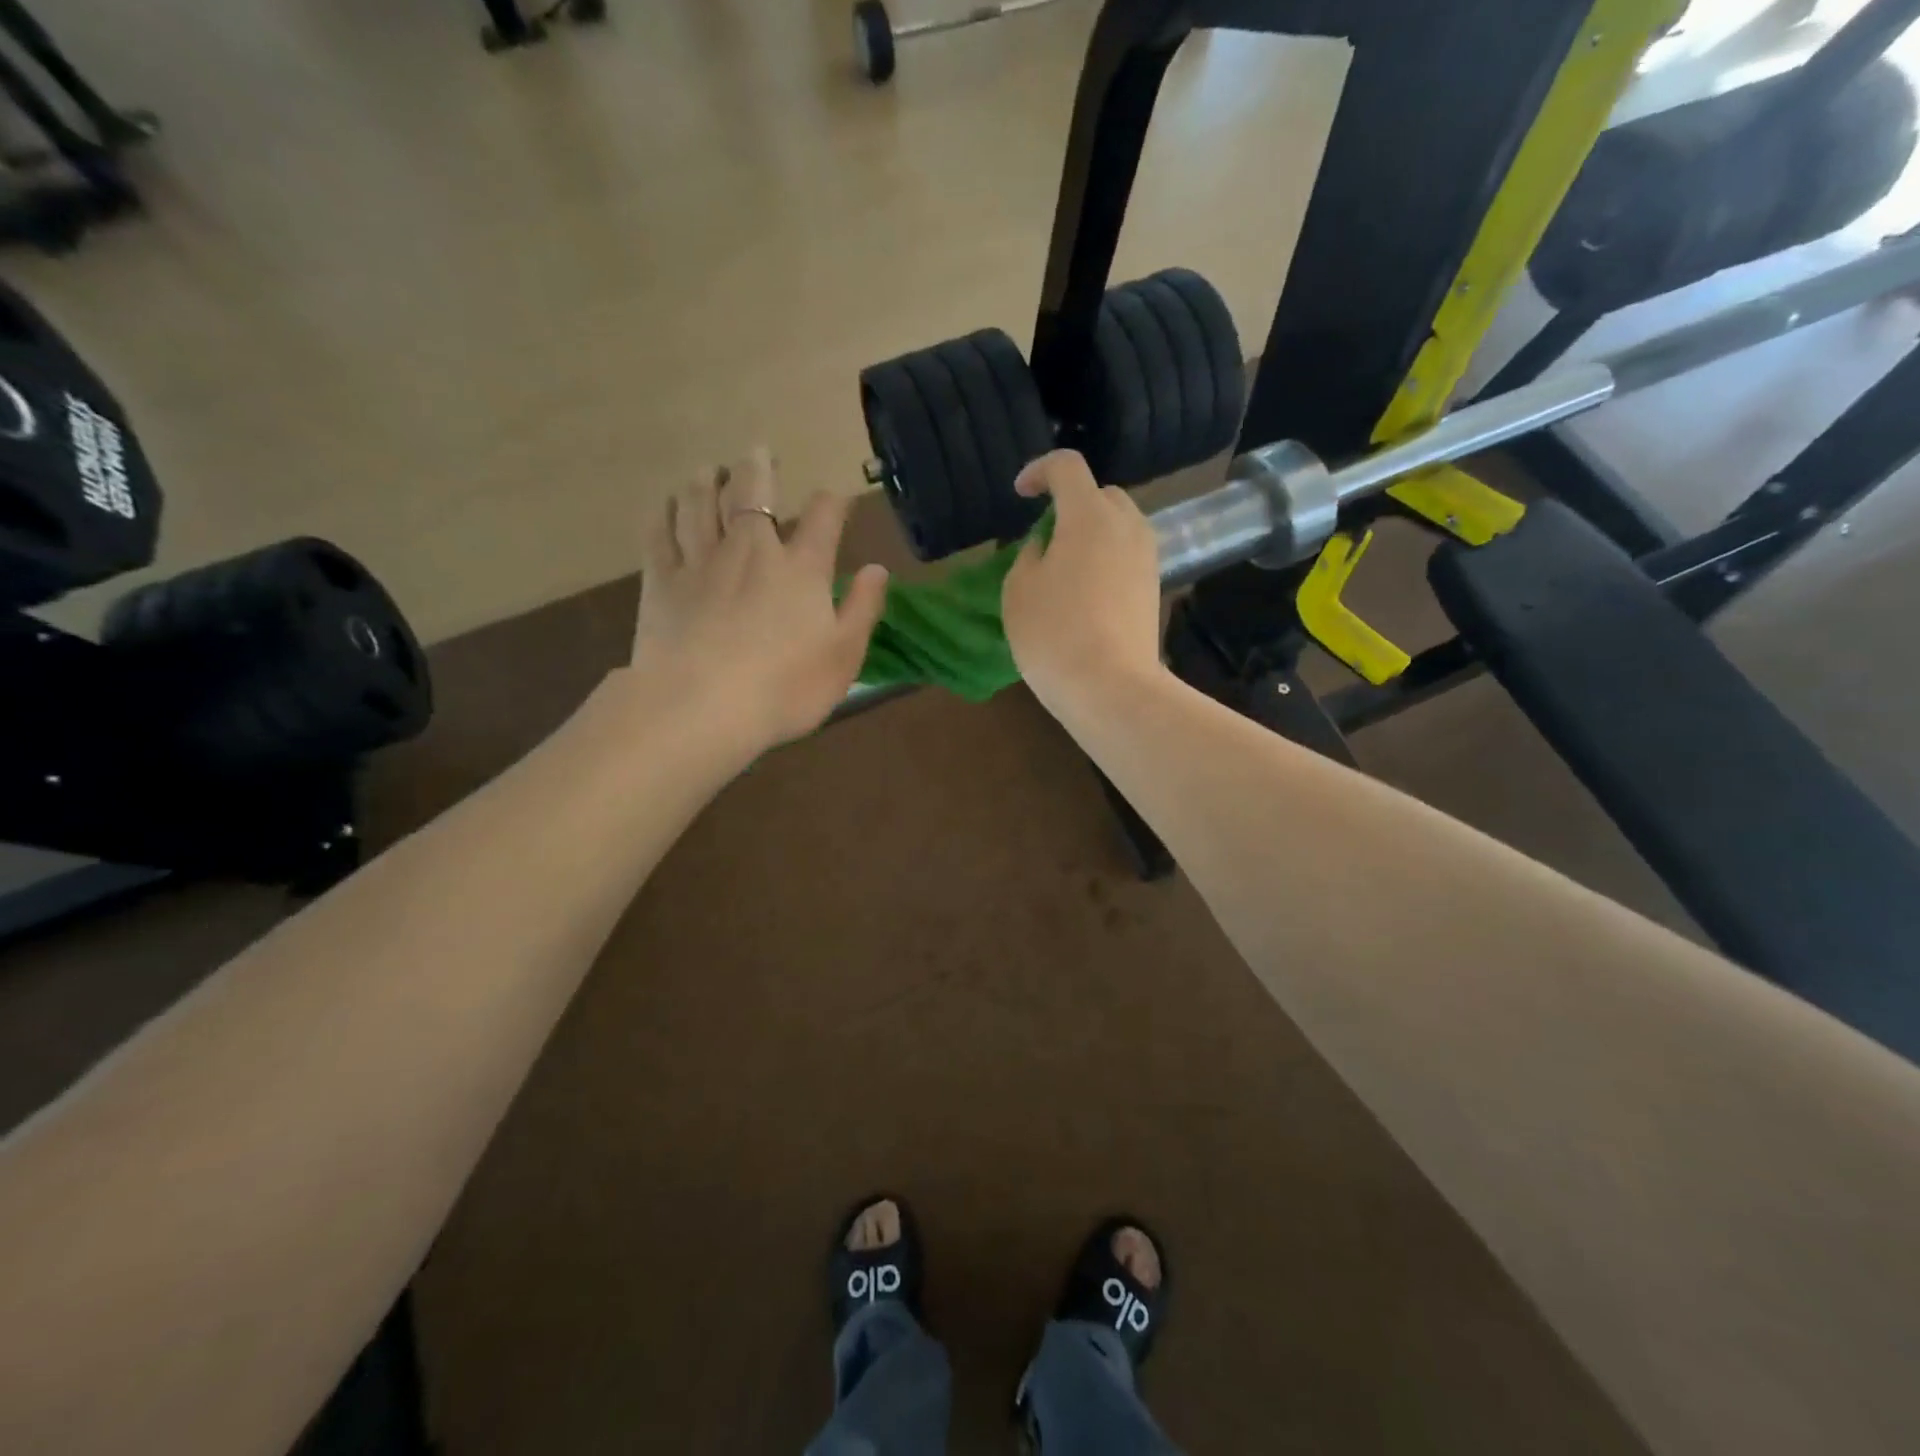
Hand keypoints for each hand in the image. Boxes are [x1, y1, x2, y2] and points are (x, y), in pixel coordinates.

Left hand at [627, 448, 888, 753]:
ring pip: (699, 503)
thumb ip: (862, 608)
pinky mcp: (661, 581)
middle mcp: (751, 551)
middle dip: (759, 468)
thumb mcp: (843, 656)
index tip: (834, 499)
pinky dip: (664, 514)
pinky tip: (665, 507)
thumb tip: (878, 569)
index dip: (832, 503)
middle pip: (752, 493)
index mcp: (801, 569)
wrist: (702, 708)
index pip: (822, 518)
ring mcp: (701, 562)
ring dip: (706, 481)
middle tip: (758, 452)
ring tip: (709, 470)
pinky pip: (660, 534)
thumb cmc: (785, 688)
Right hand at [1001, 450, 1162, 714]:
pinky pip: (1127, 555)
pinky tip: (1086, 592)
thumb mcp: (1019, 590)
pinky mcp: (1154, 587)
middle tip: (1045, 536)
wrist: (1111, 687)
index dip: (1039, 470)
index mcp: (1089, 515)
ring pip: (1119, 525)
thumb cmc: (1054, 634)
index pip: (1067, 466)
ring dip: (1092, 532)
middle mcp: (1127, 525)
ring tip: (1065, 565)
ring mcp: (1147, 557)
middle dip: (1071, 503)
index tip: (1021, 494)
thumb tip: (1047, 547)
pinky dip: (1106, 558)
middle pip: (1100, 494)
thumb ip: (1029, 555)